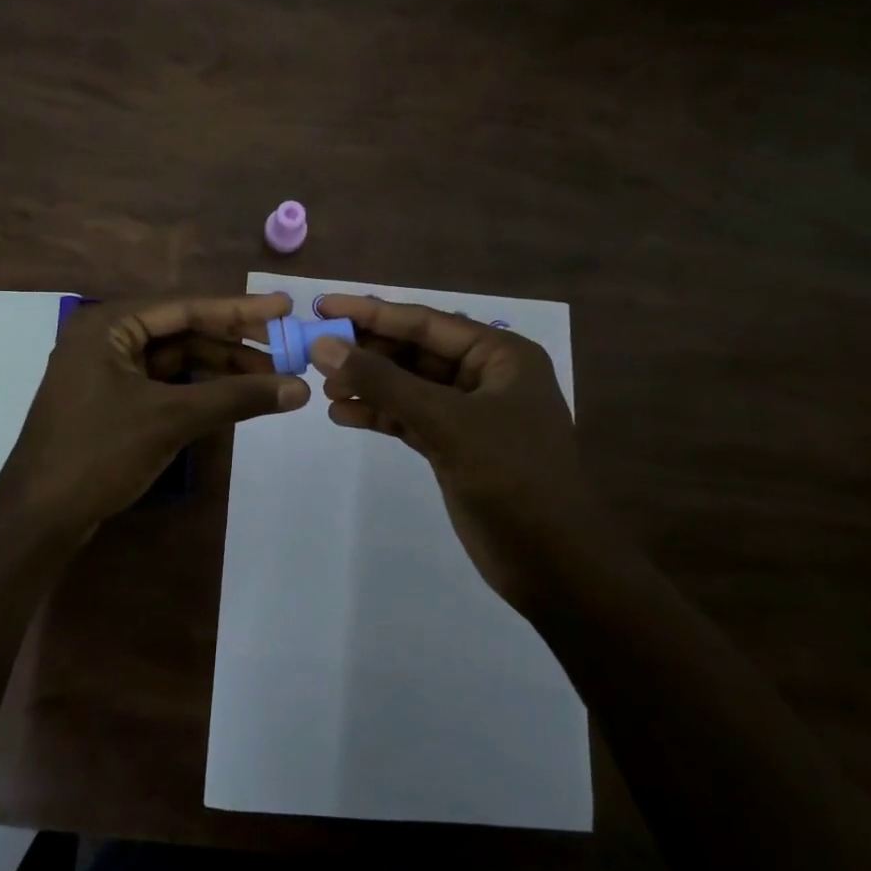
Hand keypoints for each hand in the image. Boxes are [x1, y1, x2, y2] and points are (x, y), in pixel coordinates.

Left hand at [0, 293, 308, 543]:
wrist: (38, 518)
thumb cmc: (98, 453)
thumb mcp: (170, 419)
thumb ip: (236, 397)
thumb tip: (301, 388)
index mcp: (109, 325)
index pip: (186, 307)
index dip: (240, 309)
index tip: (285, 305)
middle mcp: (106, 338)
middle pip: (183, 331)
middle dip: (234, 343)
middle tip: (285, 348)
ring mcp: (107, 371)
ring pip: (176, 360)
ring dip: (220, 369)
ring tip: (270, 380)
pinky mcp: (112, 402)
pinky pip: (165, 384)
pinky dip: (199, 390)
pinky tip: (233, 397)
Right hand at [309, 295, 614, 614]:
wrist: (555, 565)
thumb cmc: (511, 477)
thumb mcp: (445, 422)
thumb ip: (383, 382)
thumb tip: (325, 345)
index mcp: (500, 355)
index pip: (425, 322)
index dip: (372, 313)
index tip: (323, 305)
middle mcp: (485, 376)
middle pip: (414, 351)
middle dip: (367, 352)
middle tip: (315, 352)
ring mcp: (469, 413)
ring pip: (408, 386)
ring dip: (368, 385)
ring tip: (325, 388)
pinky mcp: (455, 446)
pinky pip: (409, 418)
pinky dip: (378, 415)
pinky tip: (343, 415)